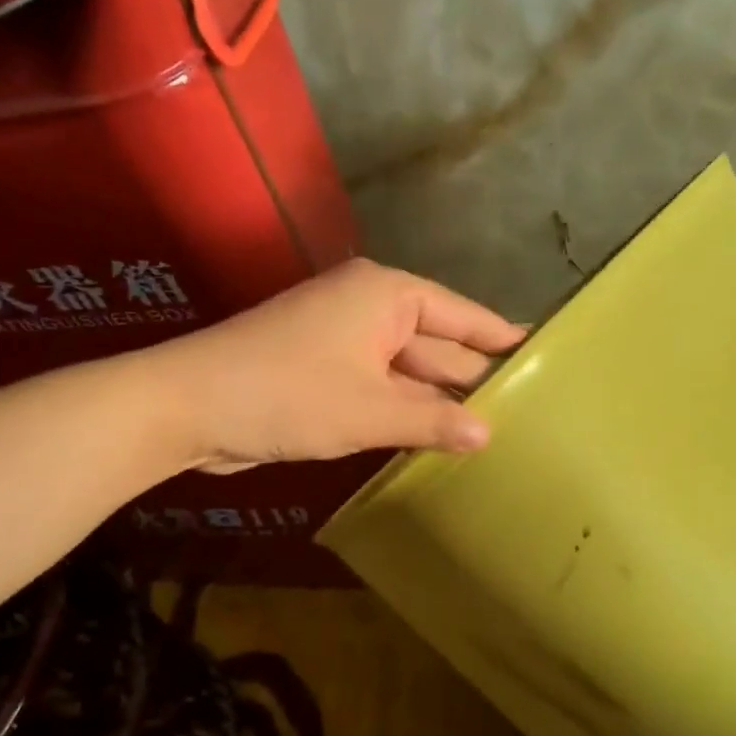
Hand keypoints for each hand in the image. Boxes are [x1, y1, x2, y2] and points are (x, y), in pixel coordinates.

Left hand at [153, 259, 525, 471]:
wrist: (189, 406)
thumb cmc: (288, 394)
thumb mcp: (370, 411)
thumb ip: (432, 421)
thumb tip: (487, 434)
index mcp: (387, 296)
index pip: (464, 316)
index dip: (503, 338)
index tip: (546, 352)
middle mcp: (370, 309)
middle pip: (438, 344)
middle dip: (474, 378)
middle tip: (531, 408)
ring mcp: (345, 342)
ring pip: (408, 372)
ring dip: (439, 402)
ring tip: (497, 429)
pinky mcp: (325, 373)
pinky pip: (381, 389)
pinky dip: (406, 412)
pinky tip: (438, 438)